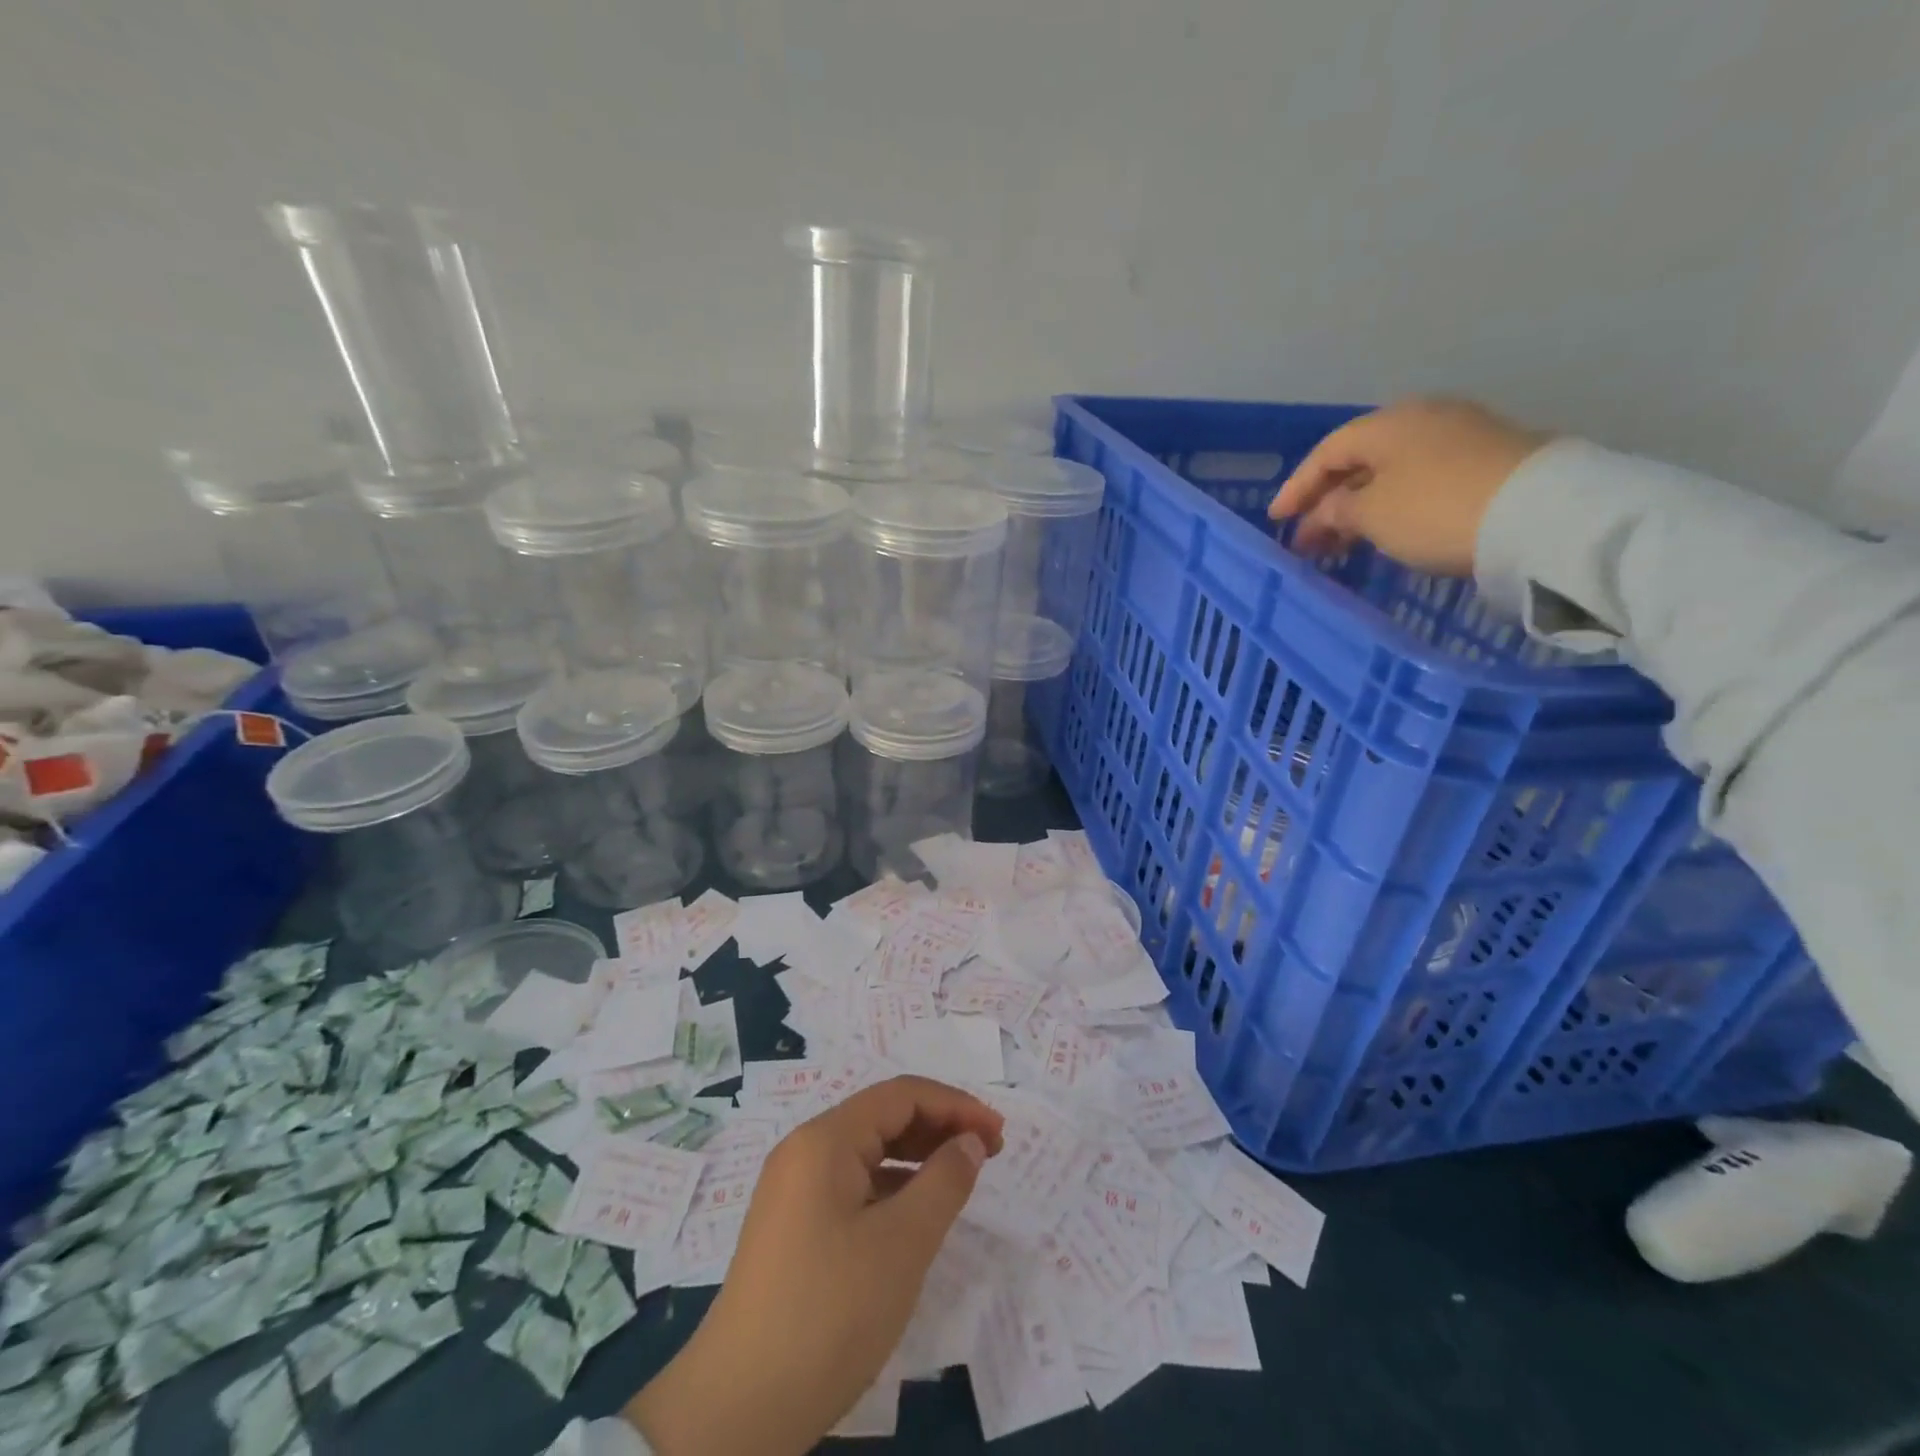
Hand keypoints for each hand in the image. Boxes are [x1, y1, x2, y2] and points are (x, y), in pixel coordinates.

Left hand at [626, 1076, 1004, 1455]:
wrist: (739, 1410)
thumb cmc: (829, 1313)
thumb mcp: (901, 1245)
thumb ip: (944, 1182)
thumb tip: (969, 1142)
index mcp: (825, 1139)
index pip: (901, 1095)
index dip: (955, 1106)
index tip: (998, 1134)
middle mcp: (806, 1151)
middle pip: (883, 1117)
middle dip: (939, 1127)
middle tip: (989, 1154)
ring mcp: (795, 1190)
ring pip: (868, 1153)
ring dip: (918, 1157)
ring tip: (961, 1179)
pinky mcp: (794, 1227)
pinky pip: (853, 1186)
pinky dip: (892, 1188)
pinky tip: (917, 1214)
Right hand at [1267, 397, 1548, 573]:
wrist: (1539, 514)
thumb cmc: (1434, 509)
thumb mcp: (1371, 515)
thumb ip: (1337, 510)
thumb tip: (1328, 510)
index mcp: (1387, 423)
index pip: (1327, 452)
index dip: (1297, 487)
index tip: (1276, 520)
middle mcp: (1424, 418)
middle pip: (1361, 459)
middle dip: (1329, 500)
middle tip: (1308, 538)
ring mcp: (1462, 435)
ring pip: (1393, 470)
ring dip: (1362, 505)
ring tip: (1344, 540)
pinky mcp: (1490, 459)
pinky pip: (1422, 478)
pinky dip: (1395, 503)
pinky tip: (1388, 527)